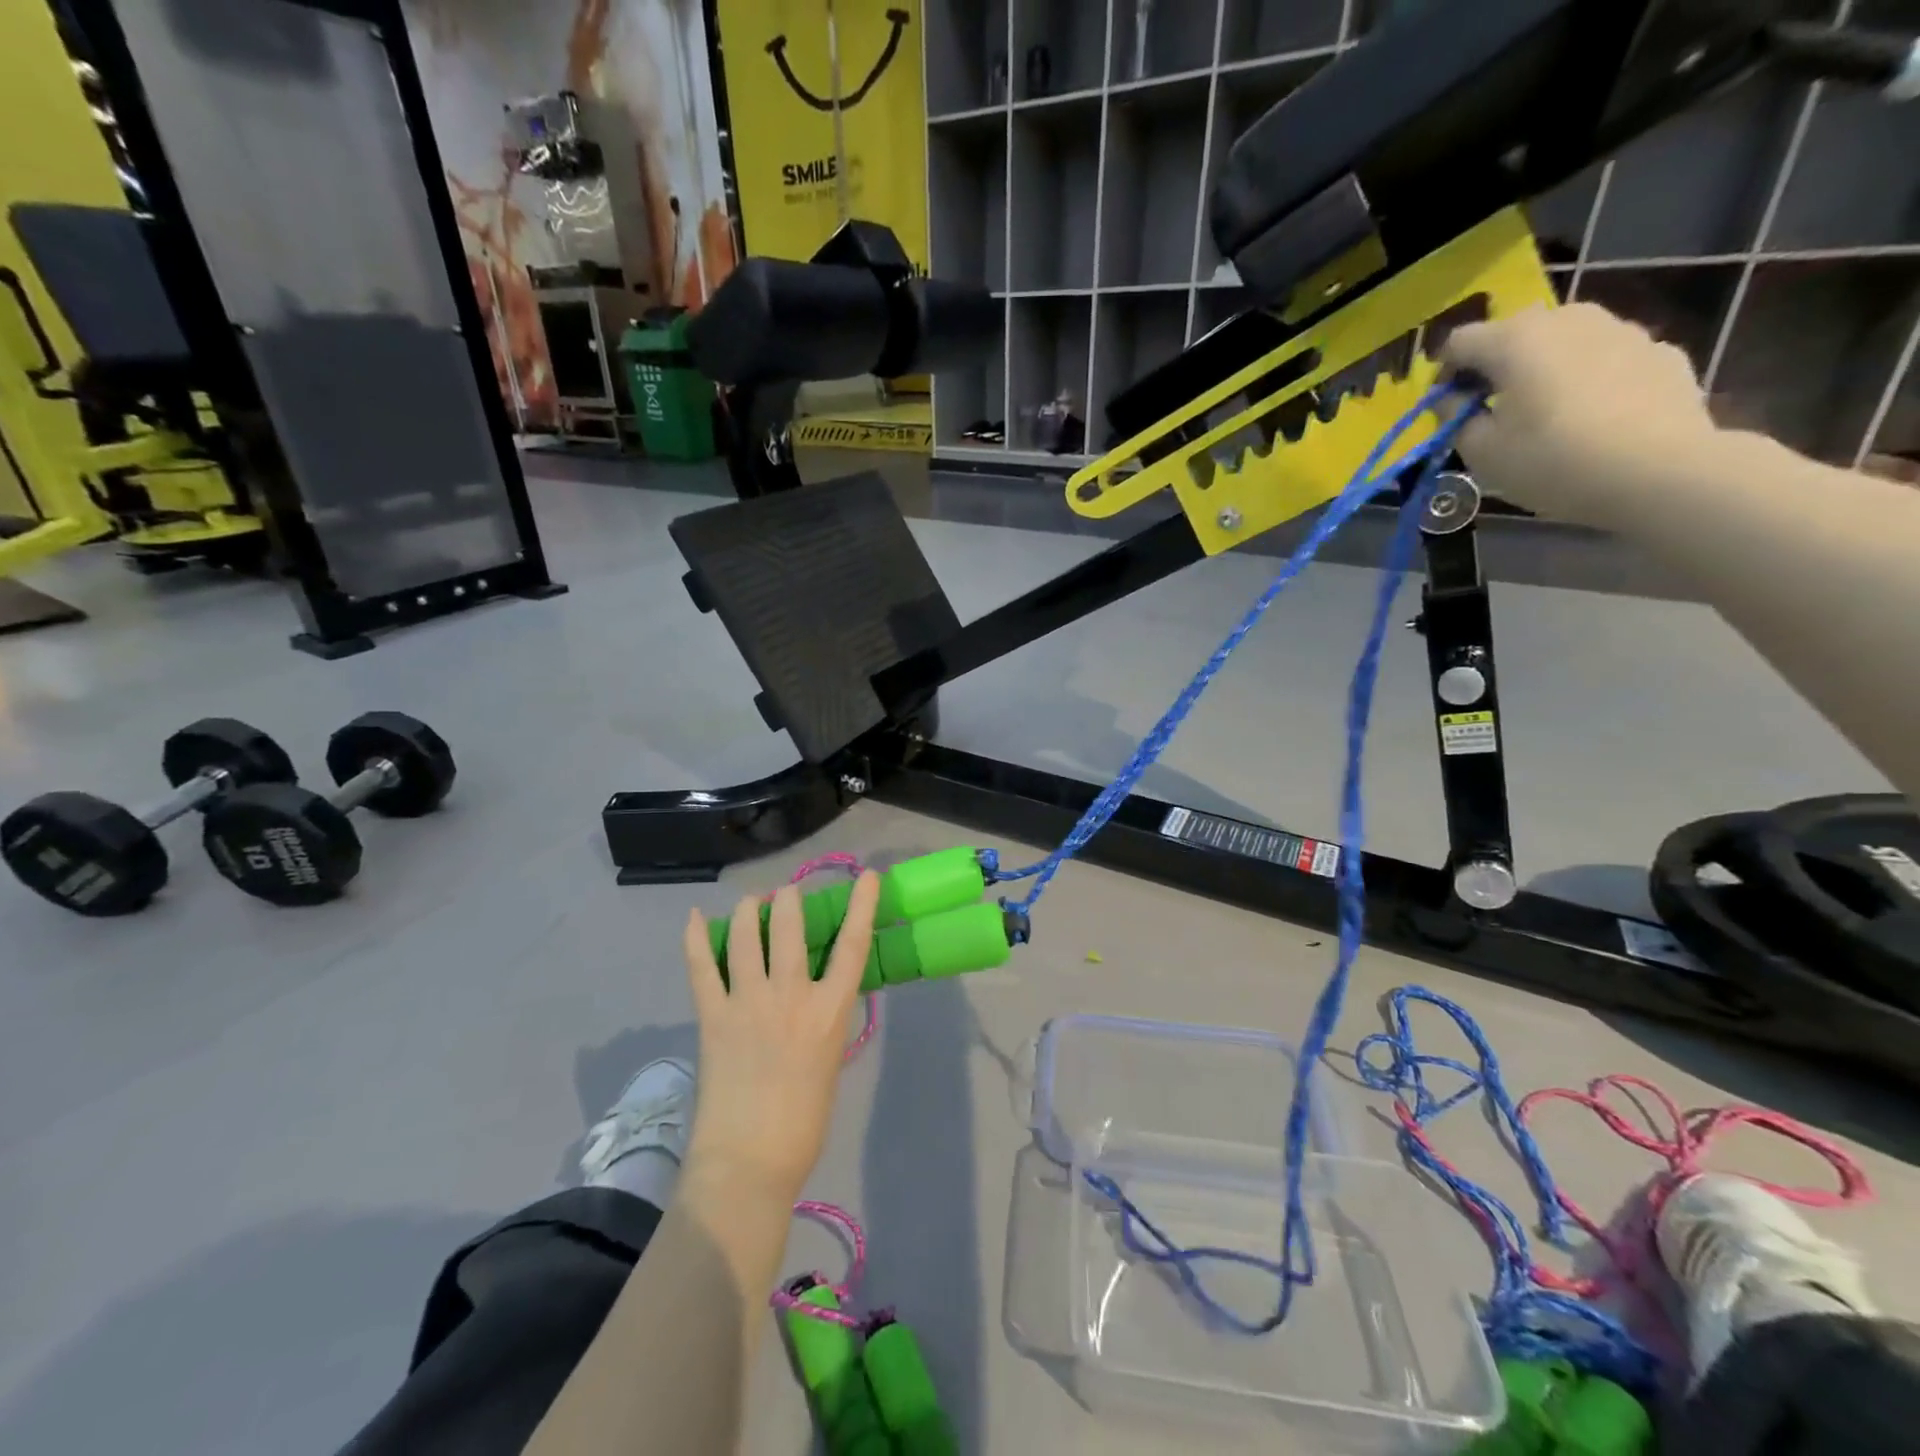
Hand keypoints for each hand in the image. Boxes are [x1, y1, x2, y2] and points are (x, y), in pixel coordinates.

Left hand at [681, 872, 880, 1203]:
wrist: (748, 1161)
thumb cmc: (803, 1121)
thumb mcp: (829, 1059)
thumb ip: (823, 1020)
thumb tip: (815, 997)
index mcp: (829, 1011)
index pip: (853, 944)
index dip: (862, 904)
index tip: (866, 876)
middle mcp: (791, 995)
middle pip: (790, 926)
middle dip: (788, 899)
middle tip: (785, 895)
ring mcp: (748, 1002)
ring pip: (747, 935)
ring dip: (750, 909)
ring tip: (752, 903)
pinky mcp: (713, 1016)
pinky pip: (702, 966)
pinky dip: (696, 938)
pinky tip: (697, 917)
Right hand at [1441, 302, 1719, 526]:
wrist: (1660, 471)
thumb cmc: (1552, 461)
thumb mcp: (1481, 452)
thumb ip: (1456, 419)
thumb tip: (1454, 400)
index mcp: (1516, 340)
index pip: (1459, 342)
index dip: (1443, 374)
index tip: (1445, 409)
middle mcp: (1568, 319)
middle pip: (1514, 333)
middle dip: (1495, 366)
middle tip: (1490, 410)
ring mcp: (1621, 329)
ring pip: (1563, 341)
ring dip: (1543, 369)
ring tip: (1543, 413)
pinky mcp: (1659, 350)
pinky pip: (1605, 358)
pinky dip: (1588, 379)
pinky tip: (1591, 418)